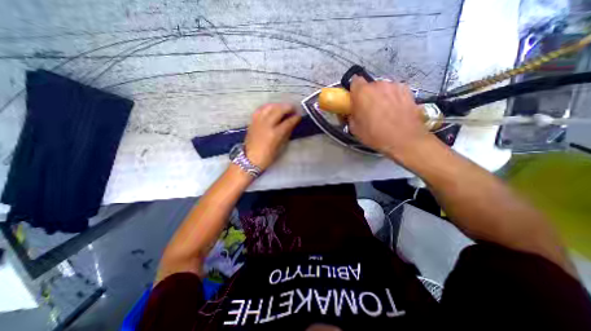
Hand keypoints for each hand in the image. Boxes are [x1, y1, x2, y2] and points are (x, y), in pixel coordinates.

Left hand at [244, 103, 299, 169]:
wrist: (250, 159)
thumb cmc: (267, 156)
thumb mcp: (280, 147)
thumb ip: (286, 134)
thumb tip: (291, 124)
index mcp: (275, 134)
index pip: (288, 122)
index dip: (295, 118)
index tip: (299, 116)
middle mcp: (266, 125)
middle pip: (279, 110)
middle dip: (288, 107)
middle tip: (293, 108)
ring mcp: (258, 122)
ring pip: (269, 107)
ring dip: (278, 105)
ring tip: (283, 107)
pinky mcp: (252, 121)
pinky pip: (260, 109)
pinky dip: (267, 107)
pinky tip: (271, 107)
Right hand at [347, 76, 432, 160]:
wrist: (404, 140)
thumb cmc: (376, 135)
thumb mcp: (355, 129)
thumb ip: (350, 116)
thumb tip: (351, 112)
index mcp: (363, 93)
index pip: (354, 81)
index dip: (354, 90)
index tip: (354, 100)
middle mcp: (379, 85)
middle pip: (369, 86)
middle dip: (367, 95)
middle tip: (368, 110)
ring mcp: (395, 86)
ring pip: (383, 88)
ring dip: (380, 96)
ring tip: (383, 111)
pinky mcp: (407, 90)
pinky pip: (395, 91)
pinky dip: (393, 98)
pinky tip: (395, 110)